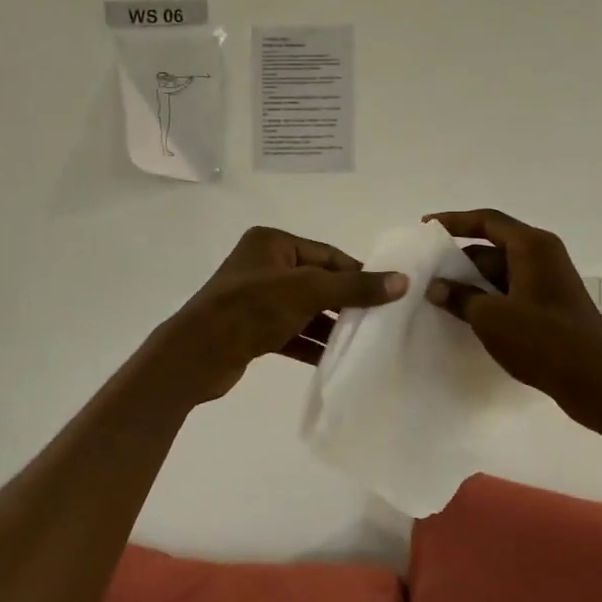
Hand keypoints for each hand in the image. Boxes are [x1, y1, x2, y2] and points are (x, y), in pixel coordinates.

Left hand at [150, 227, 407, 404]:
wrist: (199, 353)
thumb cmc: (253, 308)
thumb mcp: (309, 292)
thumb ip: (355, 287)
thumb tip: (403, 281)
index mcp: (272, 243)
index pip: (327, 254)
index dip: (357, 273)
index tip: (387, 294)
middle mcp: (262, 265)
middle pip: (317, 281)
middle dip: (345, 302)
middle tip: (379, 321)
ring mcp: (255, 298)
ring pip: (304, 308)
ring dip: (329, 325)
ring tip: (362, 342)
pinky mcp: (251, 328)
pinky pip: (290, 331)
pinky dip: (310, 343)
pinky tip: (333, 359)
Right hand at [424, 209, 601, 433]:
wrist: (597, 382)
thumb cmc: (543, 341)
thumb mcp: (491, 318)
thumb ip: (460, 297)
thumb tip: (436, 287)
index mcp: (532, 246)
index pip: (486, 221)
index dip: (453, 221)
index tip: (425, 227)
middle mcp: (543, 256)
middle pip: (492, 246)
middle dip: (459, 258)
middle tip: (426, 271)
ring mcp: (548, 282)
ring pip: (500, 271)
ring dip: (471, 282)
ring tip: (438, 296)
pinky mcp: (550, 306)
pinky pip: (511, 291)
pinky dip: (488, 298)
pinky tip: (466, 315)